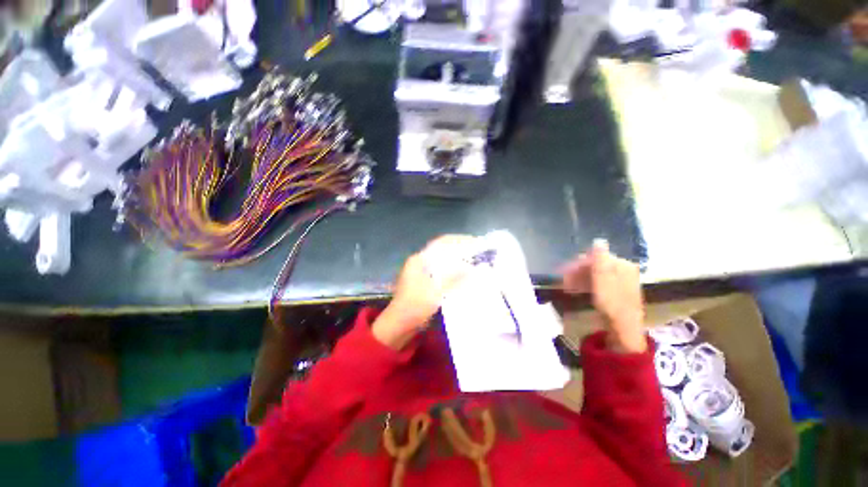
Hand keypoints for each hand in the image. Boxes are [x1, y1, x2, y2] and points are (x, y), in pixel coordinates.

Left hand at [372, 235, 472, 349]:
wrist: (399, 325)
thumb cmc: (415, 306)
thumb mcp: (436, 291)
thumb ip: (454, 278)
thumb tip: (472, 268)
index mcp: (419, 259)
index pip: (441, 242)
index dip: (458, 240)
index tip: (474, 242)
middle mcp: (419, 262)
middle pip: (442, 251)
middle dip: (459, 250)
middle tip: (477, 253)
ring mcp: (420, 272)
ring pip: (442, 262)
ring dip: (456, 261)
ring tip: (473, 263)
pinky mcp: (423, 282)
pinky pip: (441, 272)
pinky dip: (452, 272)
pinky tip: (463, 277)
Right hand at [560, 239, 646, 352]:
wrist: (624, 329)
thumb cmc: (612, 304)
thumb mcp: (603, 281)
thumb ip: (600, 260)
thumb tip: (599, 240)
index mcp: (621, 265)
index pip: (595, 257)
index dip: (578, 264)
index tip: (563, 272)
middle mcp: (622, 270)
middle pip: (594, 265)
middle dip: (577, 272)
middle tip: (563, 281)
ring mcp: (619, 281)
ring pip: (594, 274)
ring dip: (579, 279)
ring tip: (566, 287)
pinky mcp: (615, 290)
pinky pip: (597, 282)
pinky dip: (585, 285)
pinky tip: (575, 290)